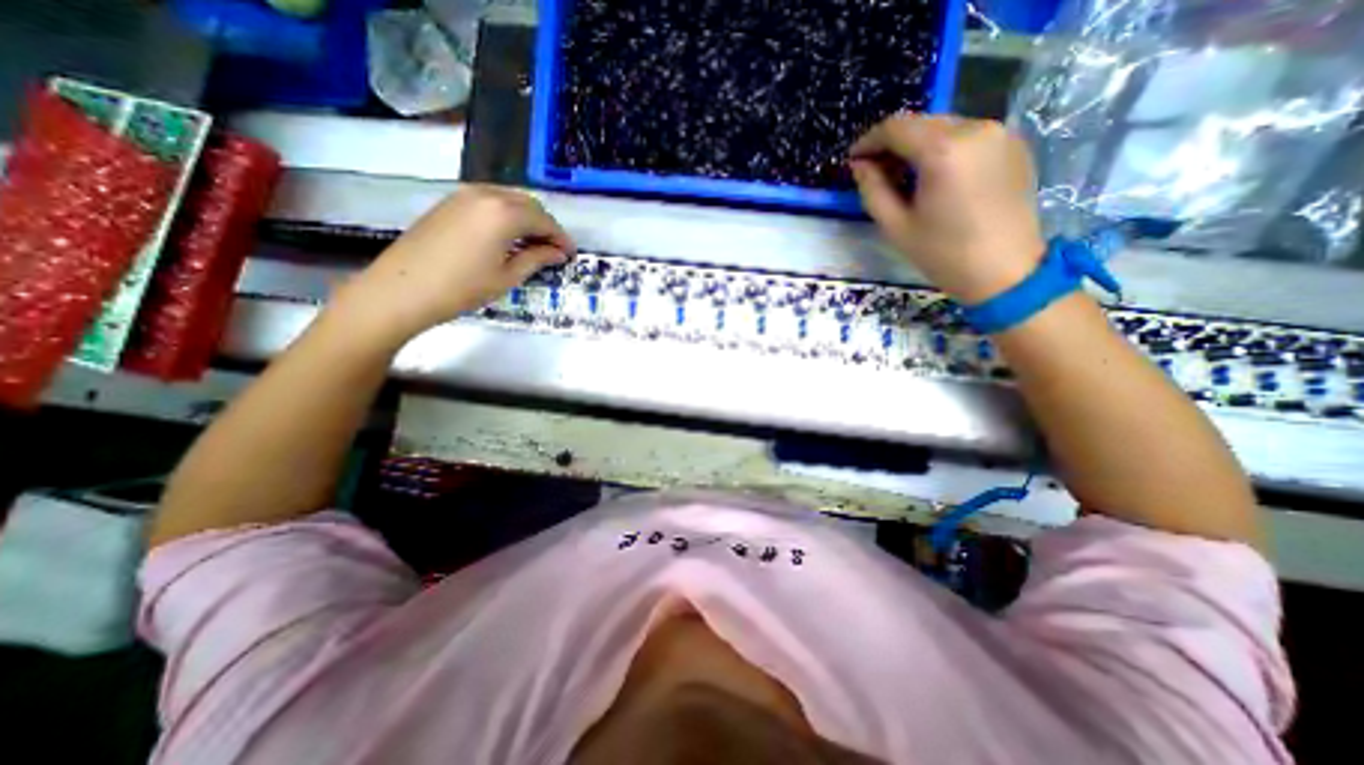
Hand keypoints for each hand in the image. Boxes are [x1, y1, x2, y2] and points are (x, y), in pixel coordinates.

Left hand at [333, 181, 571, 342]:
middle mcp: (486, 194)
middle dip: (545, 225)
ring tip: (533, 244)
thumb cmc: (463, 288)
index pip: (544, 220)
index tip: (570, 254)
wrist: (402, 290)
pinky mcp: (449, 202)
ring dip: (526, 218)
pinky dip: (505, 215)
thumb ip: (537, 258)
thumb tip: (559, 253)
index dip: (561, 237)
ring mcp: (464, 195)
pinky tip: (507, 237)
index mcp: (504, 212)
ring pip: (508, 199)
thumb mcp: (508, 276)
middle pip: (527, 203)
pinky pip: (489, 201)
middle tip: (554, 249)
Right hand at [851, 113, 1047, 305]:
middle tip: (876, 172)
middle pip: (921, 122)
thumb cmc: (943, 254)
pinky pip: (968, 135)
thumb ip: (872, 189)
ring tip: (904, 177)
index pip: (896, 127)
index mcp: (943, 151)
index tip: (854, 160)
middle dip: (893, 143)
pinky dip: (944, 148)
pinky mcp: (1014, 143)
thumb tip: (859, 165)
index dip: (869, 140)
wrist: (1004, 271)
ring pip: (944, 126)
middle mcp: (975, 128)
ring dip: (918, 146)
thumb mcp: (895, 226)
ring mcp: (1000, 133)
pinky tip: (936, 177)